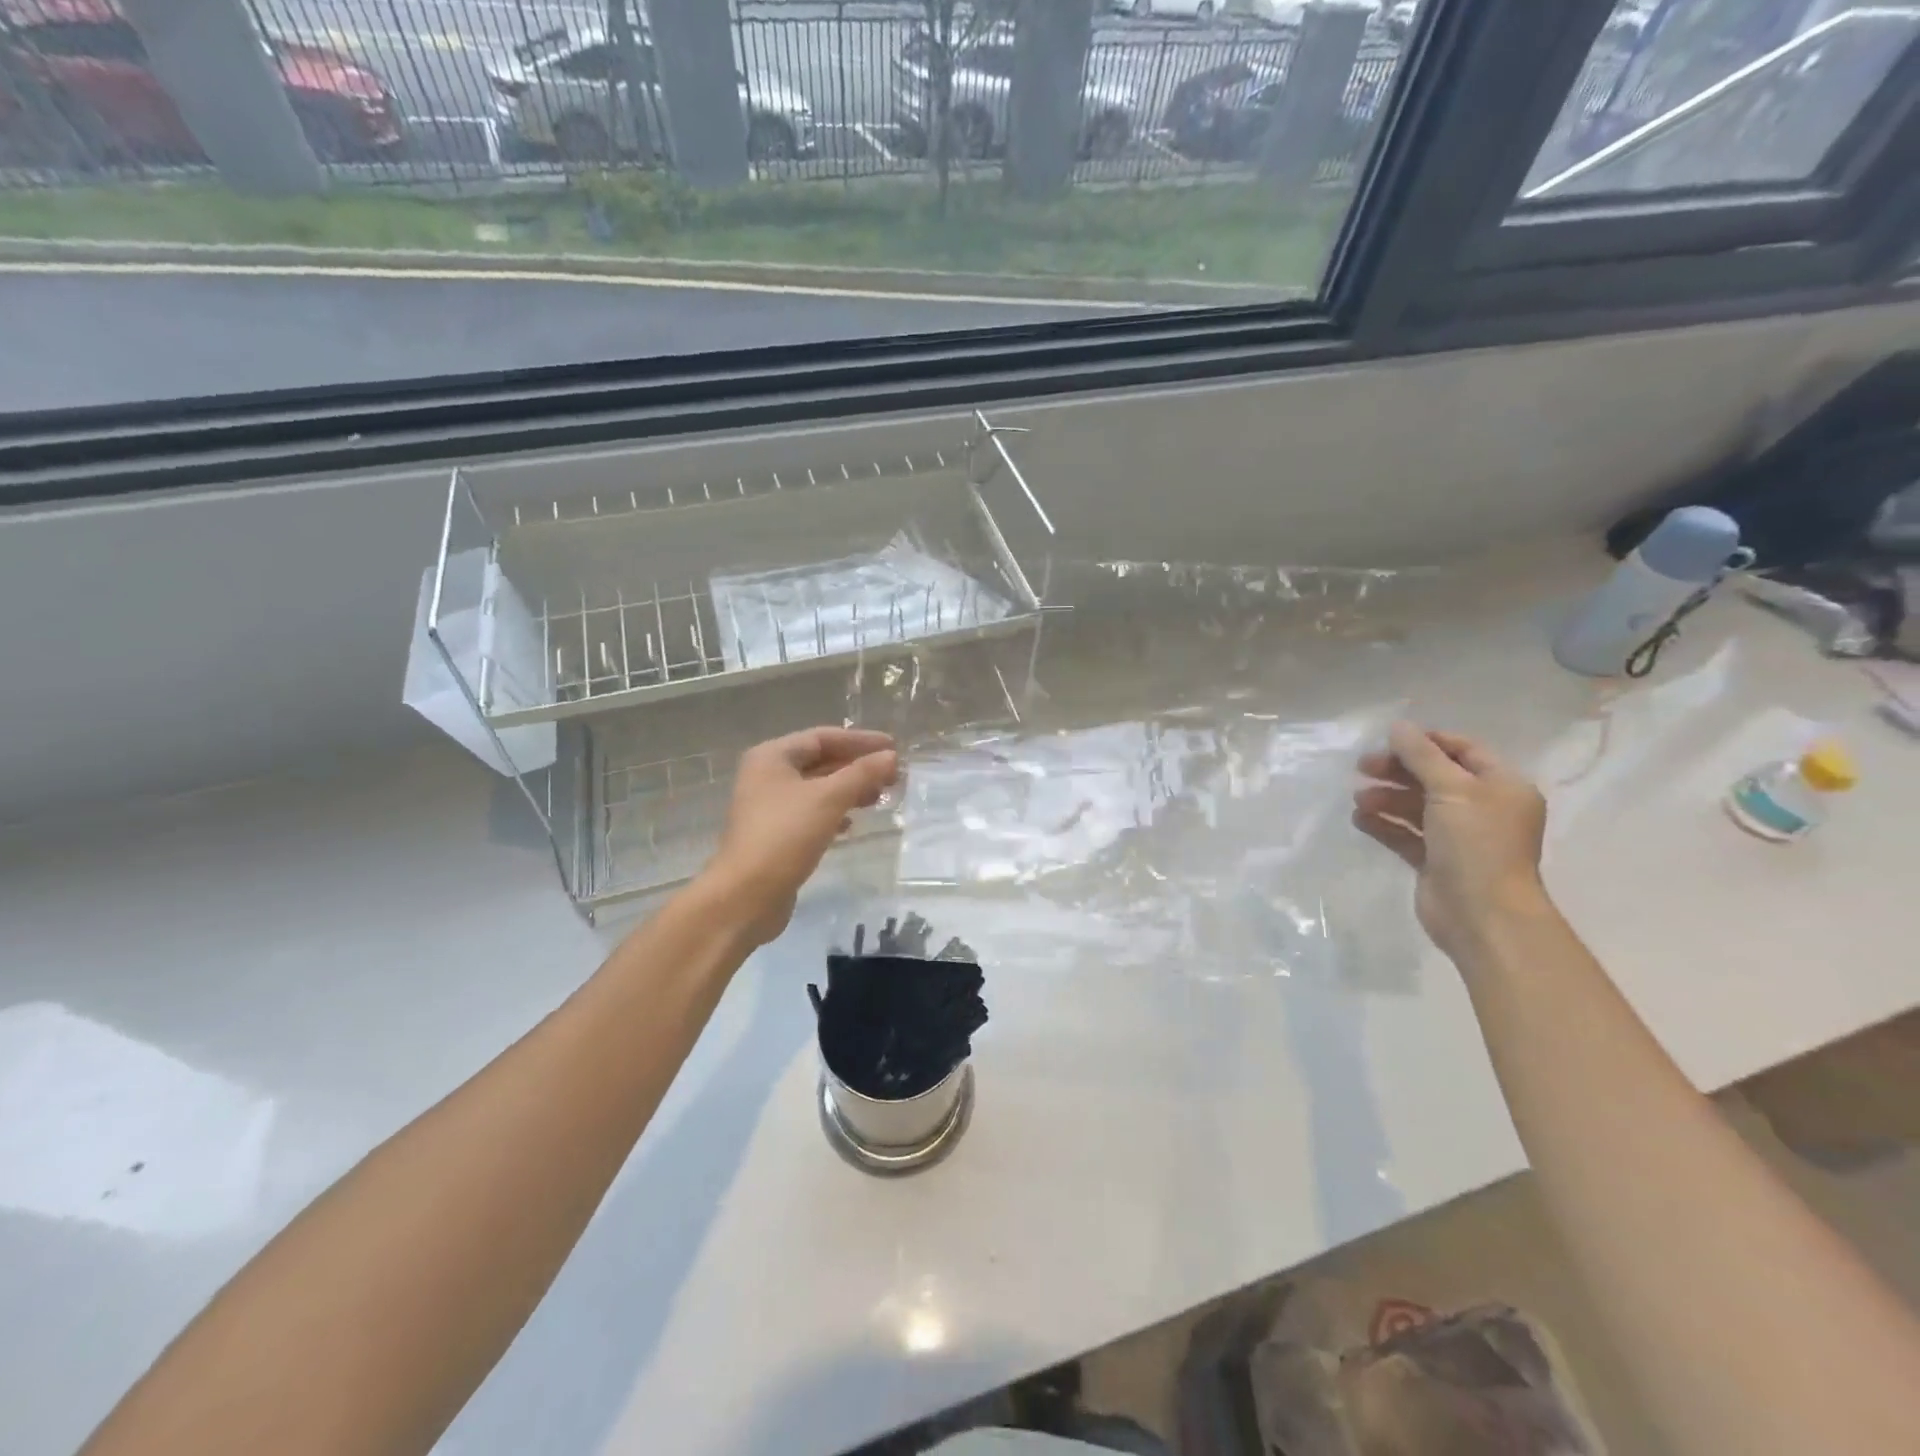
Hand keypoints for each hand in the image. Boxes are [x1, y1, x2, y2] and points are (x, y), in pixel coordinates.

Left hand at [704, 726, 898, 946]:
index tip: (893, 747)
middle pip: (820, 762)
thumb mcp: (829, 799)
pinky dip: (835, 813)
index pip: (822, 737)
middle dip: (857, 767)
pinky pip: (811, 814)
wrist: (746, 896)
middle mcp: (767, 776)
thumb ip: (862, 774)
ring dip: (849, 790)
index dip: (860, 740)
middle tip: (892, 776)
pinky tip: (852, 825)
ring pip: (817, 789)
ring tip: (880, 798)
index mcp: (772, 757)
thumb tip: (891, 757)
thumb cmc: (785, 836)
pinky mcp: (775, 835)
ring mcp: (769, 808)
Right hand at [1352, 721, 1549, 962]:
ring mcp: (1459, 837)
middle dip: (1399, 770)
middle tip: (1362, 767)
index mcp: (1502, 786)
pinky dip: (1384, 824)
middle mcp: (1483, 808)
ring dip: (1387, 798)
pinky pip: (1406, 834)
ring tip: (1358, 799)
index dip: (1426, 741)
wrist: (1482, 915)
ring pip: (1417, 806)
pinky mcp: (1436, 861)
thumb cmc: (1476, 844)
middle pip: (1435, 777)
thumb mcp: (1451, 789)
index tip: (1388, 740)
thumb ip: (1421, 756)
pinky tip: (1359, 819)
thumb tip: (1398, 727)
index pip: (1463, 750)